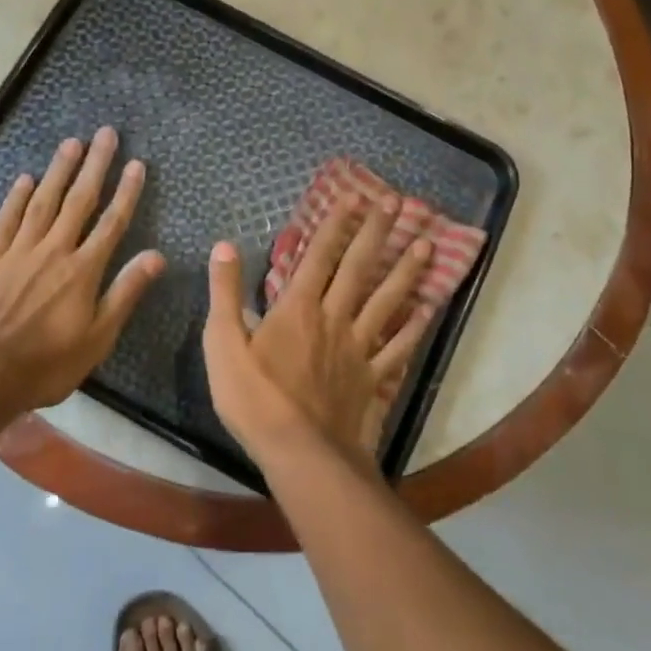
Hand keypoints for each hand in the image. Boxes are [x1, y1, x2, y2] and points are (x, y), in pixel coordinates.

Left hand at [0, 128, 165, 411]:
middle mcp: (53, 250)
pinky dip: (16, 198)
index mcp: (83, 270)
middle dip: (95, 166)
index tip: (137, 163)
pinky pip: (6, 220)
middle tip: (105, 134)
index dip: (126, 192)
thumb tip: (157, 256)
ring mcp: (18, 252)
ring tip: (71, 142)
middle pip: (79, 200)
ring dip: (59, 171)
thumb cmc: (44, 364)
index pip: (111, 222)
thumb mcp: (97, 339)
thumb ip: (125, 293)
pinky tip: (25, 179)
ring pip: (43, 202)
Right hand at [204, 195, 435, 465]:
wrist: (299, 454)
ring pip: (386, 301)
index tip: (354, 196)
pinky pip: (397, 348)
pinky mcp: (372, 378)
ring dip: (406, 271)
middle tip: (398, 203)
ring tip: (428, 244)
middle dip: (377, 233)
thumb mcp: (222, 343)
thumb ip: (224, 292)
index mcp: (297, 308)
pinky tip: (427, 311)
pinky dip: (414, 329)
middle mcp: (333, 318)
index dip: (336, 223)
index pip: (319, 255)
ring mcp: (358, 348)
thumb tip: (225, 245)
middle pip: (359, 268)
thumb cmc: (254, 399)